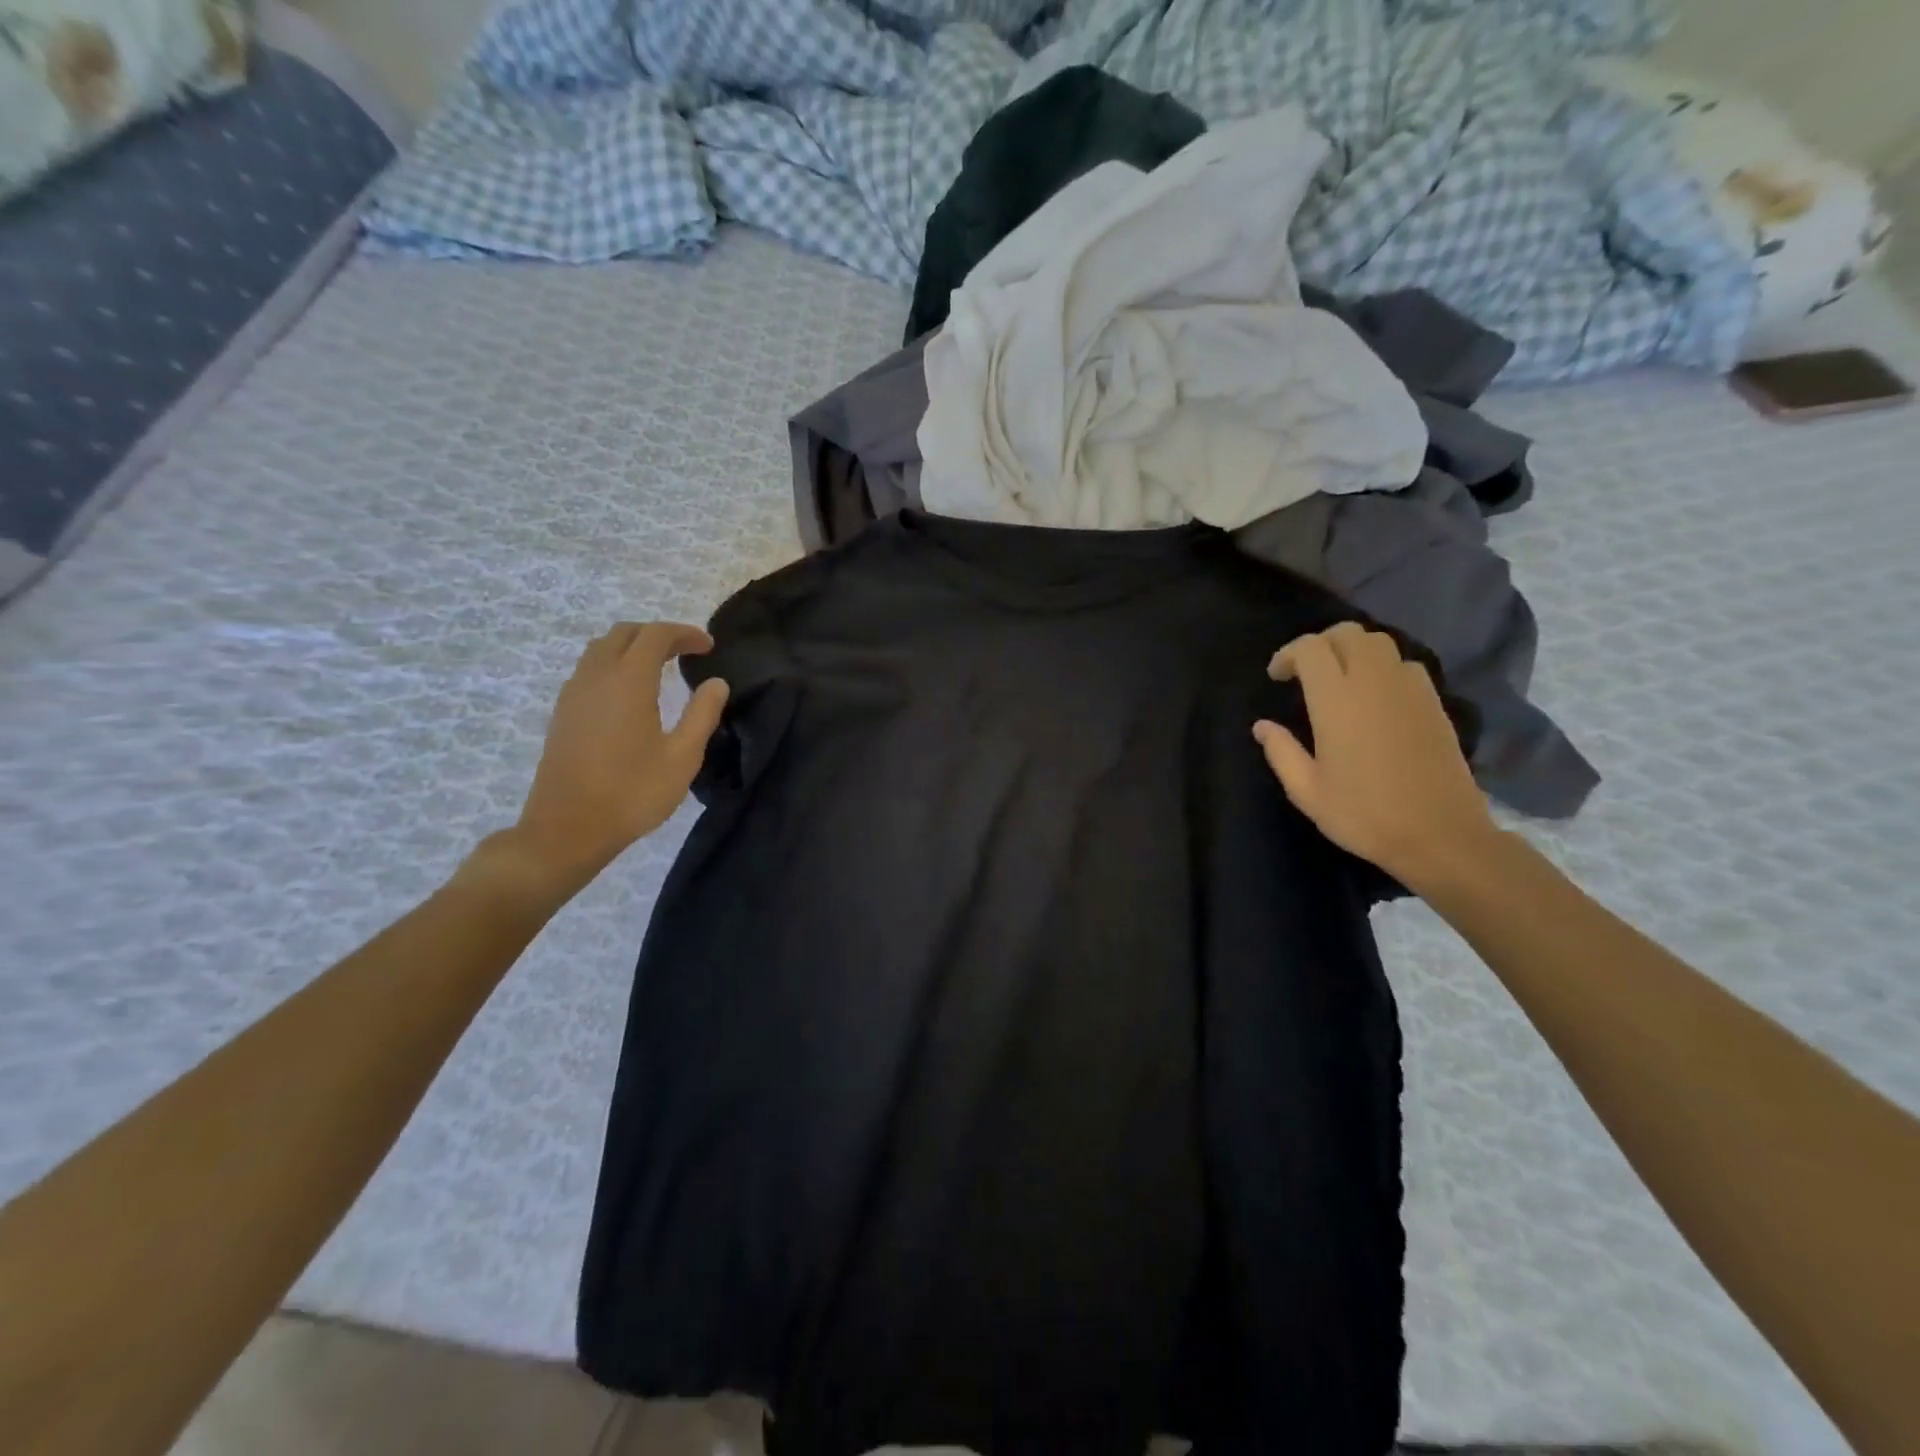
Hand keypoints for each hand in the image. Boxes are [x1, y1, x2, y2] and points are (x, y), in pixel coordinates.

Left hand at [482, 623, 729, 905]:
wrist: (567, 829)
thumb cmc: (632, 794)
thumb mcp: (682, 758)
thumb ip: (702, 714)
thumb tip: (716, 683)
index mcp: (628, 682)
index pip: (655, 636)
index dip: (684, 633)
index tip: (709, 646)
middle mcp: (596, 678)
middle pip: (624, 634)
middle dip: (657, 634)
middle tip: (686, 652)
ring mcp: (573, 694)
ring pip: (601, 649)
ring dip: (632, 647)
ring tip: (660, 667)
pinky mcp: (563, 713)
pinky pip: (588, 670)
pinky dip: (613, 665)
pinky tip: (629, 693)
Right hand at [1253, 623, 1495, 888]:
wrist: (1440, 834)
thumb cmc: (1364, 814)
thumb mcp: (1307, 791)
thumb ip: (1281, 752)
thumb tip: (1262, 726)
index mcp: (1337, 700)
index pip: (1310, 648)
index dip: (1288, 654)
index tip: (1276, 677)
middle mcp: (1374, 682)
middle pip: (1347, 633)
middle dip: (1320, 643)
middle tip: (1305, 672)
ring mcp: (1409, 689)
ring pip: (1379, 643)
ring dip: (1353, 650)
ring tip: (1339, 679)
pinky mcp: (1434, 702)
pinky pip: (1404, 664)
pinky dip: (1382, 667)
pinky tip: (1374, 696)